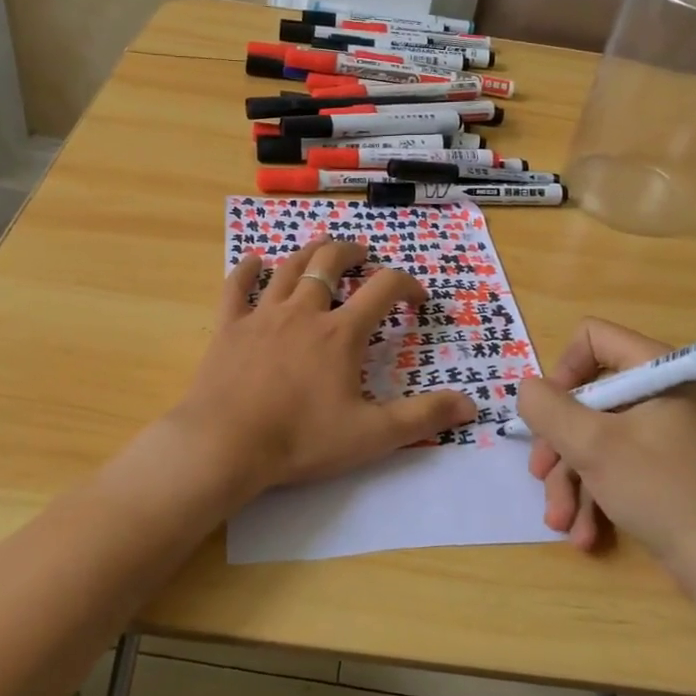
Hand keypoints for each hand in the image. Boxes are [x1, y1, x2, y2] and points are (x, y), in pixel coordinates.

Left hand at [169, 238, 475, 498]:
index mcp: (340, 333)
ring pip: (288, 269)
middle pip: (330, 263)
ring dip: (309, 253)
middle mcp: (303, 312)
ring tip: (322, 248)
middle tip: (363, 254)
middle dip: (352, 252)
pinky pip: (236, 288)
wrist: (225, 446)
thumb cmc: (301, 440)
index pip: (383, 288)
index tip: (417, 298)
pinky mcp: (229, 328)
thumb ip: (422, 418)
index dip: (406, 284)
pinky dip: (247, 270)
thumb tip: (471, 405)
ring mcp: (262, 316)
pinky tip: (254, 261)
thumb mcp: (371, 435)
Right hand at [515, 319, 695, 562]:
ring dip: (569, 479)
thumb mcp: (593, 446)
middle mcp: (660, 392)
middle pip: (586, 396)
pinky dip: (593, 495)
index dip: (563, 371)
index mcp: (657, 371)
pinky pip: (612, 464)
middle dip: (558, 443)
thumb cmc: (659, 491)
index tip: (550, 413)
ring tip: (560, 521)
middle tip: (541, 474)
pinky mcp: (659, 467)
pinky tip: (584, 534)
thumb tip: (526, 389)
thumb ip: (549, 409)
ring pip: (593, 437)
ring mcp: (660, 431)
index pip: (593, 338)